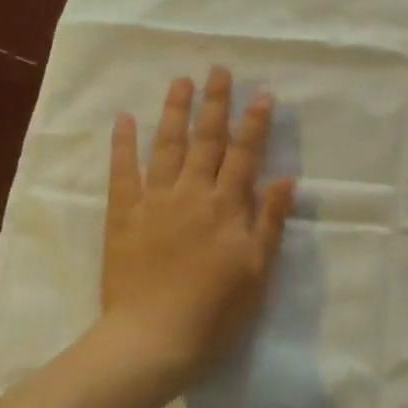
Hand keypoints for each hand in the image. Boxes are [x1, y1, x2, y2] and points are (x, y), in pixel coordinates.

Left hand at [100, 67, 296, 388]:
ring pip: (166, 147)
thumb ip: (269, 223)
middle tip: (217, 69)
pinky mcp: (123, 216)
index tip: (262, 93)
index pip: (245, 156)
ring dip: (174, 112)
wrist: (153, 339)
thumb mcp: (256, 272)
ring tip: (180, 81)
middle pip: (206, 141)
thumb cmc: (215, 313)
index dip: (255, 123)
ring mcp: (154, 202)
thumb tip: (284, 179)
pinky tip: (125, 120)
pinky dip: (123, 144)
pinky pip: (122, 173)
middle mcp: (191, 195)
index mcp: (226, 208)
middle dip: (214, 103)